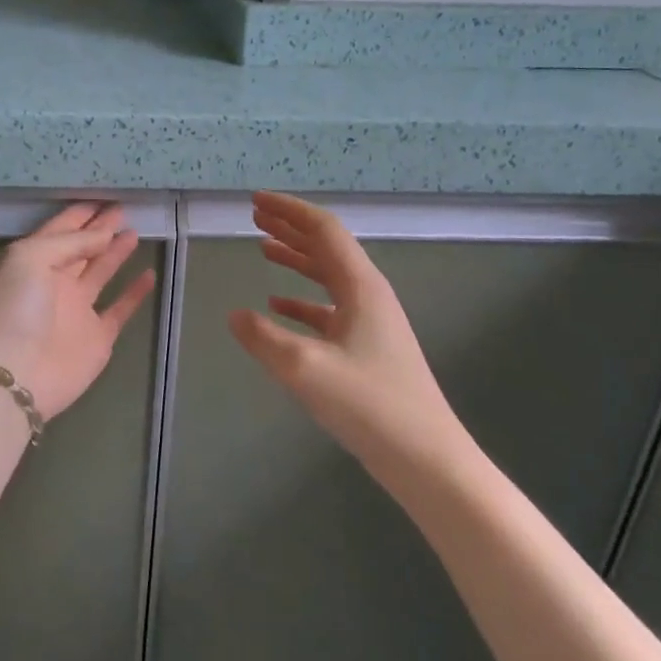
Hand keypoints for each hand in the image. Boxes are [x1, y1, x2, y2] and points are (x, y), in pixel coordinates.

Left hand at [0, 203, 156, 421]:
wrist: (14, 375)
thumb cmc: (15, 308)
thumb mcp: (31, 258)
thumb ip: (69, 242)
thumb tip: (104, 235)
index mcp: (32, 260)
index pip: (60, 230)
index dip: (80, 214)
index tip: (103, 198)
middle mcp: (54, 282)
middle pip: (82, 248)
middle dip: (100, 228)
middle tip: (124, 208)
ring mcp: (76, 310)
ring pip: (100, 273)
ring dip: (116, 253)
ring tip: (134, 231)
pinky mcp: (97, 337)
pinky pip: (120, 309)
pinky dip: (134, 293)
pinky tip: (149, 274)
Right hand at [228, 192, 471, 468]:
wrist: (426, 458)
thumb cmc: (369, 405)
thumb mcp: (305, 369)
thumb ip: (263, 338)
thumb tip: (234, 315)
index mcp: (361, 286)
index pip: (323, 230)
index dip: (288, 211)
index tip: (255, 201)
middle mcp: (368, 295)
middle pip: (326, 247)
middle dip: (290, 228)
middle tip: (255, 217)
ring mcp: (371, 322)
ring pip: (328, 277)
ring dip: (296, 259)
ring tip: (263, 248)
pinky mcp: (368, 348)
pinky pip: (329, 310)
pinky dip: (302, 300)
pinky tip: (278, 306)